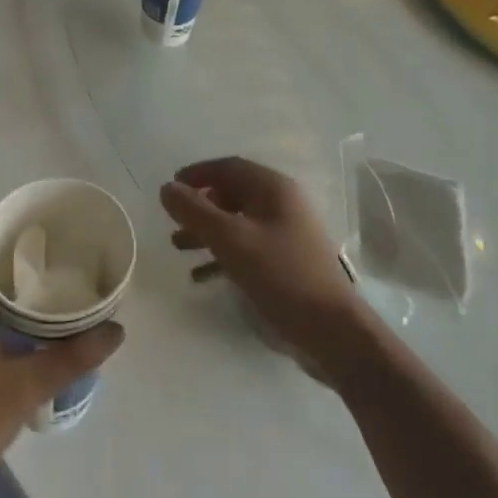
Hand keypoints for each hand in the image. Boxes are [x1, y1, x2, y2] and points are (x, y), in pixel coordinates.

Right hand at [160, 157, 369, 384]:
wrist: (330, 329)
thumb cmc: (280, 274)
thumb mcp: (230, 240)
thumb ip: (195, 212)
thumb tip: (167, 188)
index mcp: (274, 188)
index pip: (230, 167)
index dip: (198, 173)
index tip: (171, 186)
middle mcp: (282, 204)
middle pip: (233, 193)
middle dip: (200, 206)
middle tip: (173, 220)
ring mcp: (287, 233)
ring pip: (238, 222)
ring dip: (207, 231)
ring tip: (178, 247)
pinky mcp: (287, 261)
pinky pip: (248, 247)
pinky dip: (223, 254)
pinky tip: (200, 275)